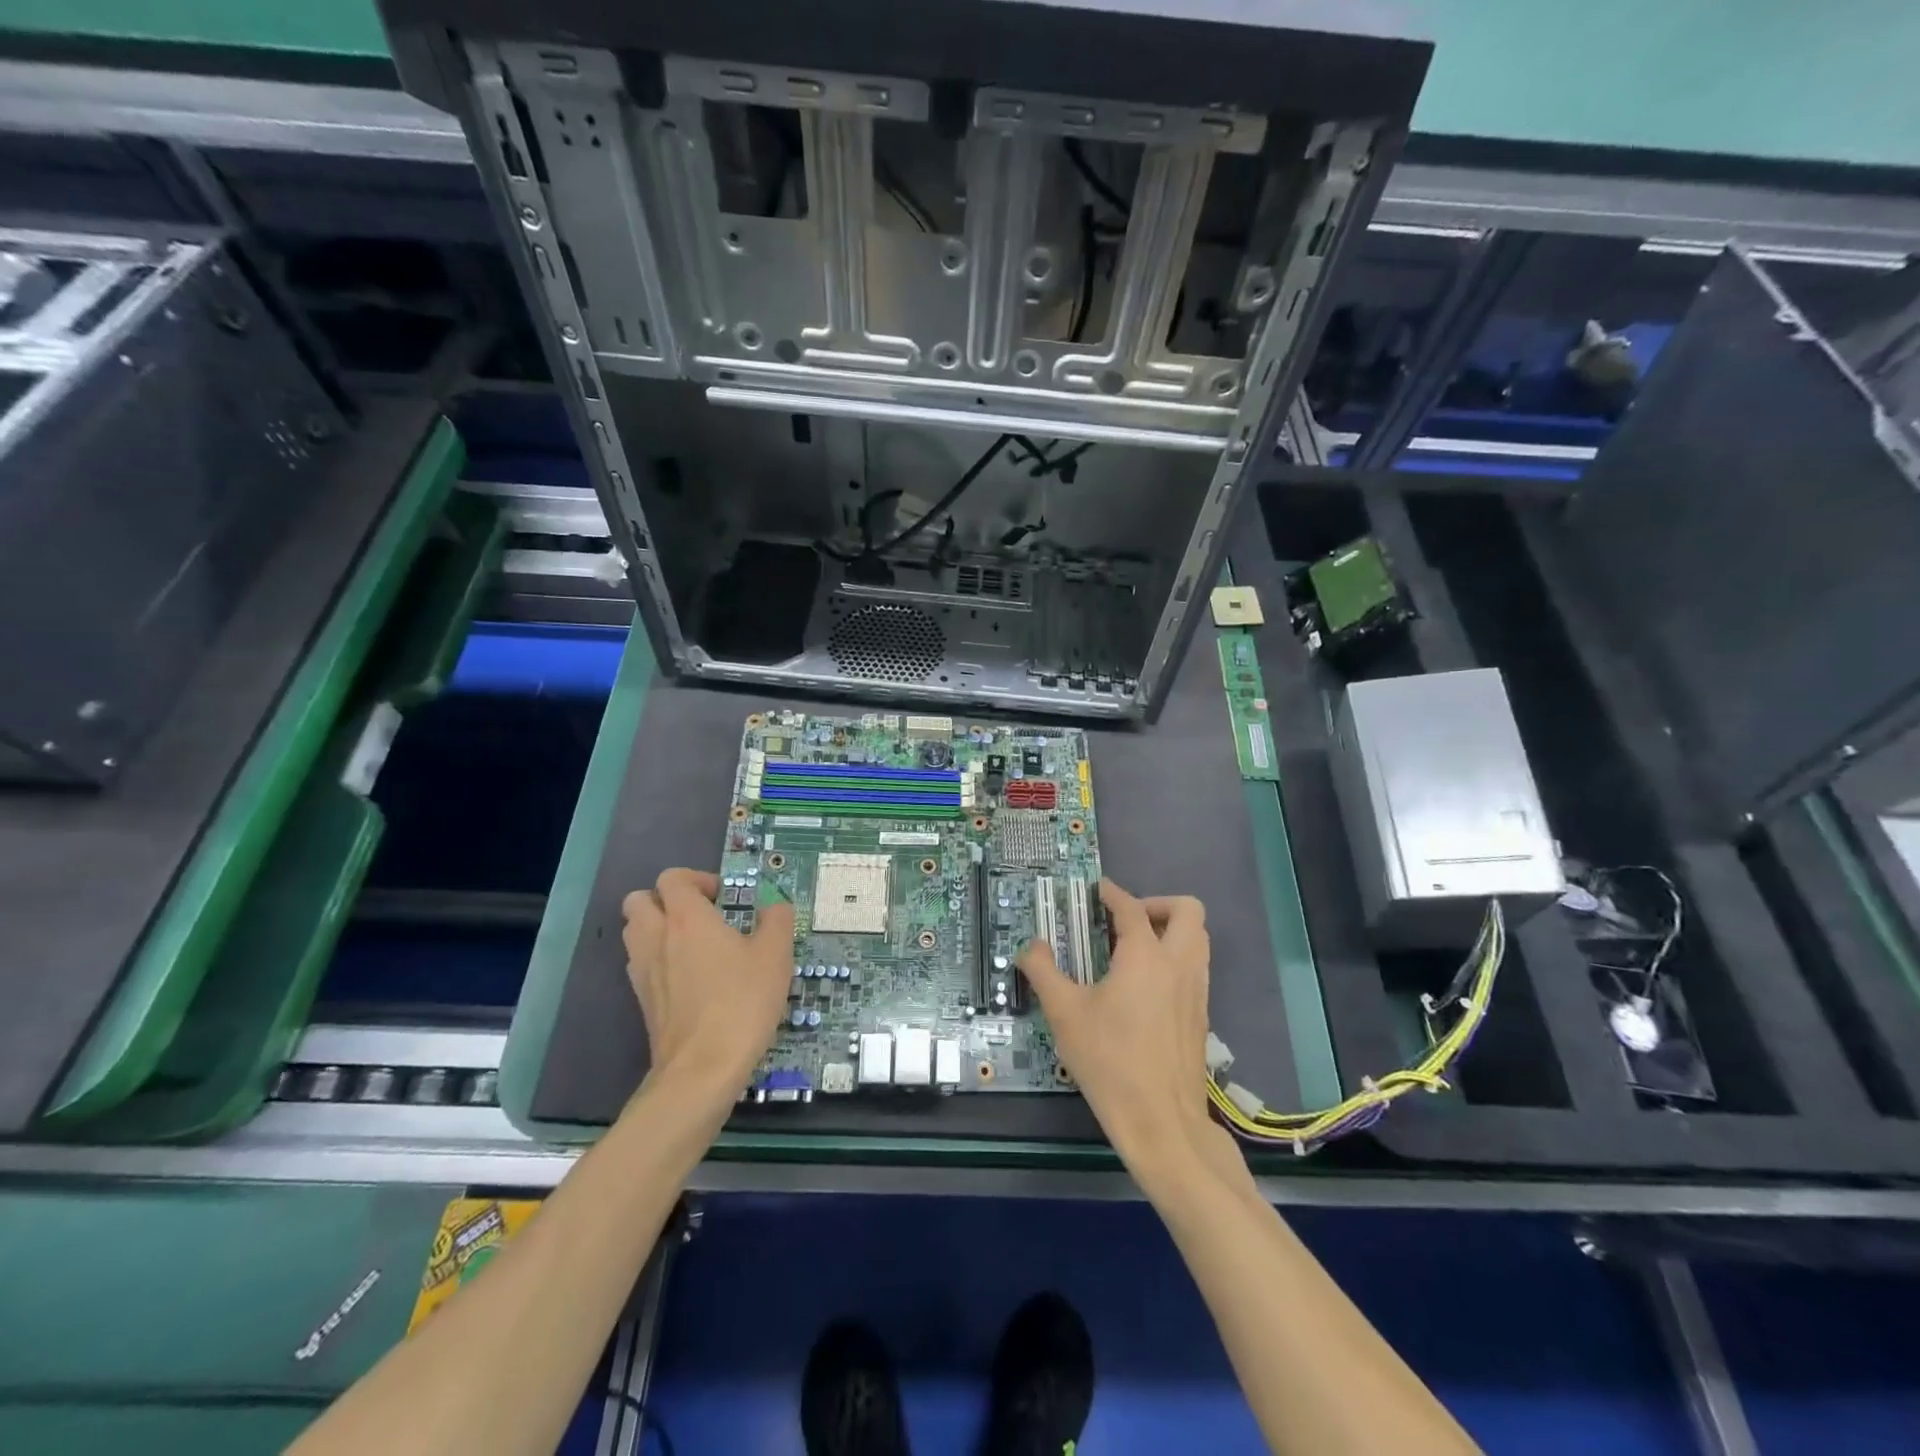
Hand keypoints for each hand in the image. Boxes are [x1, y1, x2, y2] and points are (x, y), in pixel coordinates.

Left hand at [621, 868, 795, 1094]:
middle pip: (639, 900)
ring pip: (635, 931)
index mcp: (687, 918)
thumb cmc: (742, 1002)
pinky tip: (689, 977)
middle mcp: (656, 937)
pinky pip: (640, 963)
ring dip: (657, 927)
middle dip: (666, 899)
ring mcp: (643, 970)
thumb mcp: (775, 955)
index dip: (697, 879)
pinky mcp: (642, 1000)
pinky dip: (657, 959)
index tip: (724, 898)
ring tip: (694, 944)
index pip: (672, 878)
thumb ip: (777, 920)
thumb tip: (774, 907)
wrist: (703, 1068)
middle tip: (701, 915)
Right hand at [1017, 880, 1244, 1192]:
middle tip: (1125, 920)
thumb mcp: (1065, 1014)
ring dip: (1171, 930)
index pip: (1132, 907)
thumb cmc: (1109, 1062)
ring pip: (1198, 938)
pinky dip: (1176, 958)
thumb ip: (1043, 972)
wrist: (1162, 1123)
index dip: (1112, 893)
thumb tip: (1030, 948)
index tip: (1097, 889)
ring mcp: (1196, 990)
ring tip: (1134, 949)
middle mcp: (1178, 964)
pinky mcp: (1201, 1015)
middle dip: (1157, 904)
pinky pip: (1196, 967)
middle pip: (1187, 910)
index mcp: (1145, 956)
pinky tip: (1145, 986)